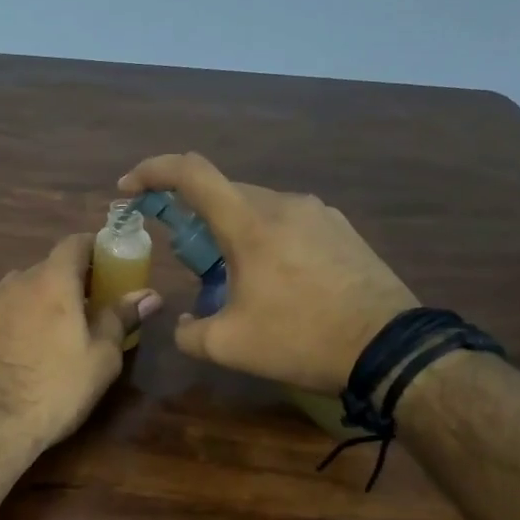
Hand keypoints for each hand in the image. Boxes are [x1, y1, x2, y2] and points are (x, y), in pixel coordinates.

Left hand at [0, 234, 161, 456]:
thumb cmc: (55, 391)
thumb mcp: (101, 359)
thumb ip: (121, 318)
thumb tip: (148, 294)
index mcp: (52, 281)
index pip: (75, 243)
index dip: (93, 250)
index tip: (106, 267)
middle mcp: (14, 282)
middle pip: (45, 269)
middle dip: (65, 284)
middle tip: (81, 313)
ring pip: (14, 291)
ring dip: (31, 303)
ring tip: (41, 336)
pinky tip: (2, 348)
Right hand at [117, 153, 417, 393]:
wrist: (391, 348)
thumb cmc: (302, 339)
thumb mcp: (228, 347)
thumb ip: (188, 332)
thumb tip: (184, 323)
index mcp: (250, 223)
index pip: (191, 173)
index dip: (152, 171)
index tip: (129, 188)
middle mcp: (283, 204)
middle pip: (222, 190)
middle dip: (191, 212)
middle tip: (183, 252)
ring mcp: (318, 213)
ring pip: (256, 205)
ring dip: (229, 227)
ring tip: (230, 271)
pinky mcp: (342, 229)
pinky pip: (287, 219)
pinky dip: (263, 235)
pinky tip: (273, 275)